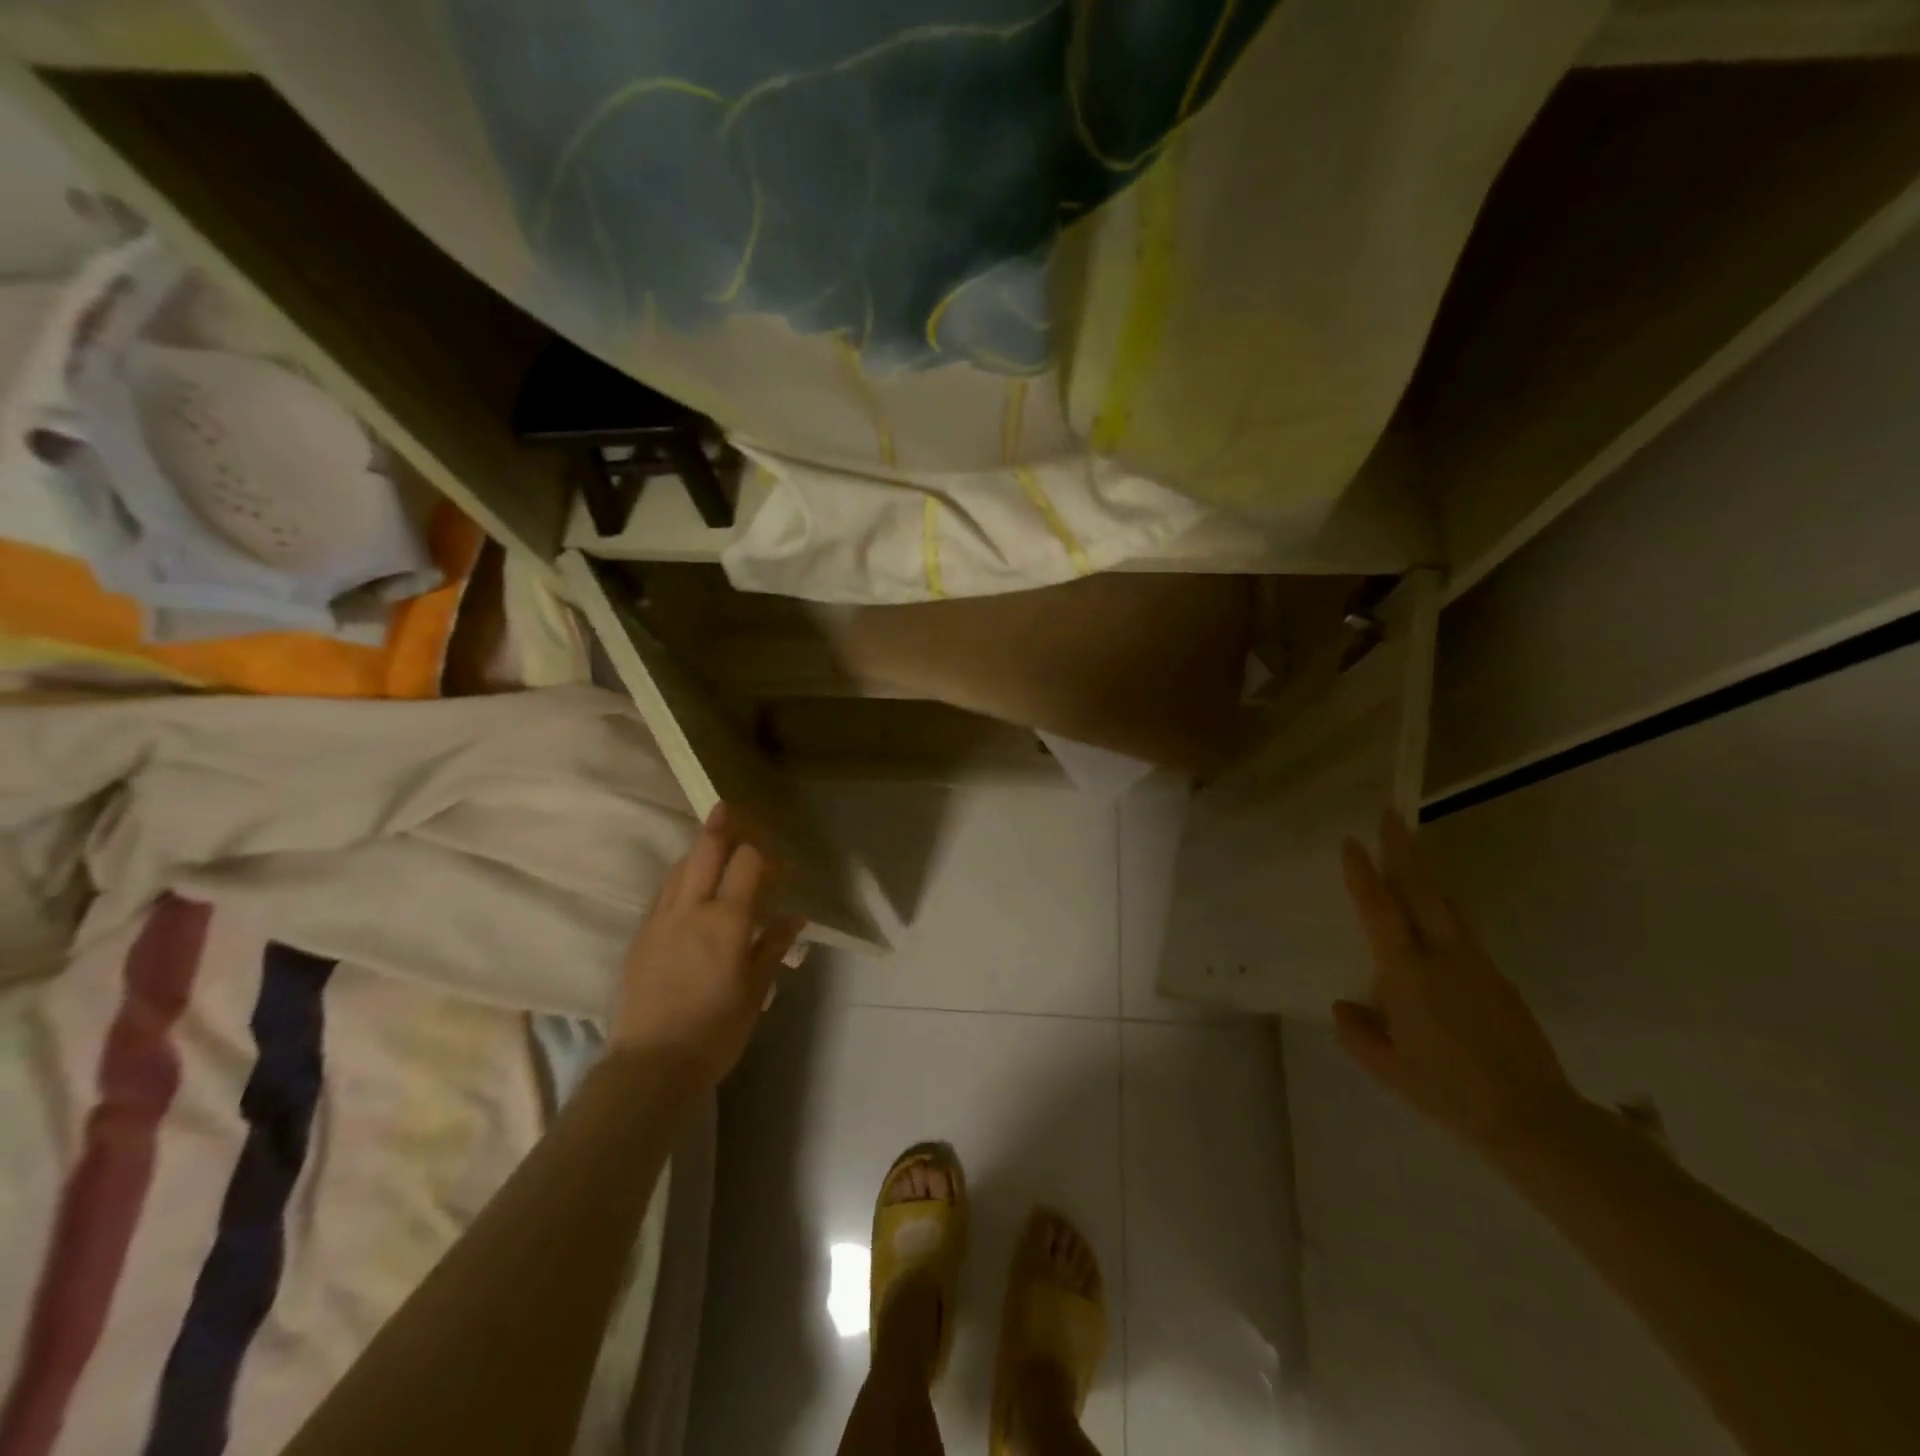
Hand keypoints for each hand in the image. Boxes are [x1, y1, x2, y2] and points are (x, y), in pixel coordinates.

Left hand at [613, 802, 805, 1088]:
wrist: (650, 1065)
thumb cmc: (715, 1031)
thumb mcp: (755, 991)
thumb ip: (772, 947)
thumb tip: (793, 917)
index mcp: (726, 920)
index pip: (746, 863)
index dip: (765, 854)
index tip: (781, 862)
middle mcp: (691, 909)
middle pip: (705, 851)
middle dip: (720, 826)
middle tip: (729, 808)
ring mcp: (660, 920)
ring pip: (680, 868)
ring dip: (698, 851)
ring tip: (712, 846)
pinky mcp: (641, 936)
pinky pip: (663, 893)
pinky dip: (680, 878)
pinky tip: (687, 886)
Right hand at [1335, 812, 1580, 1154]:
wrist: (1532, 1118)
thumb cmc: (1446, 1090)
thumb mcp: (1386, 1067)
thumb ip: (1357, 1031)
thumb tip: (1345, 1004)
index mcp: (1407, 973)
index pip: (1379, 911)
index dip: (1364, 874)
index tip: (1351, 841)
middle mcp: (1442, 956)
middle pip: (1421, 890)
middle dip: (1404, 850)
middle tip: (1391, 816)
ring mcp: (1476, 964)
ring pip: (1447, 904)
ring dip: (1427, 873)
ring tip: (1413, 850)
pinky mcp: (1498, 978)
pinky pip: (1463, 929)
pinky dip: (1444, 907)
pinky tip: (1437, 913)